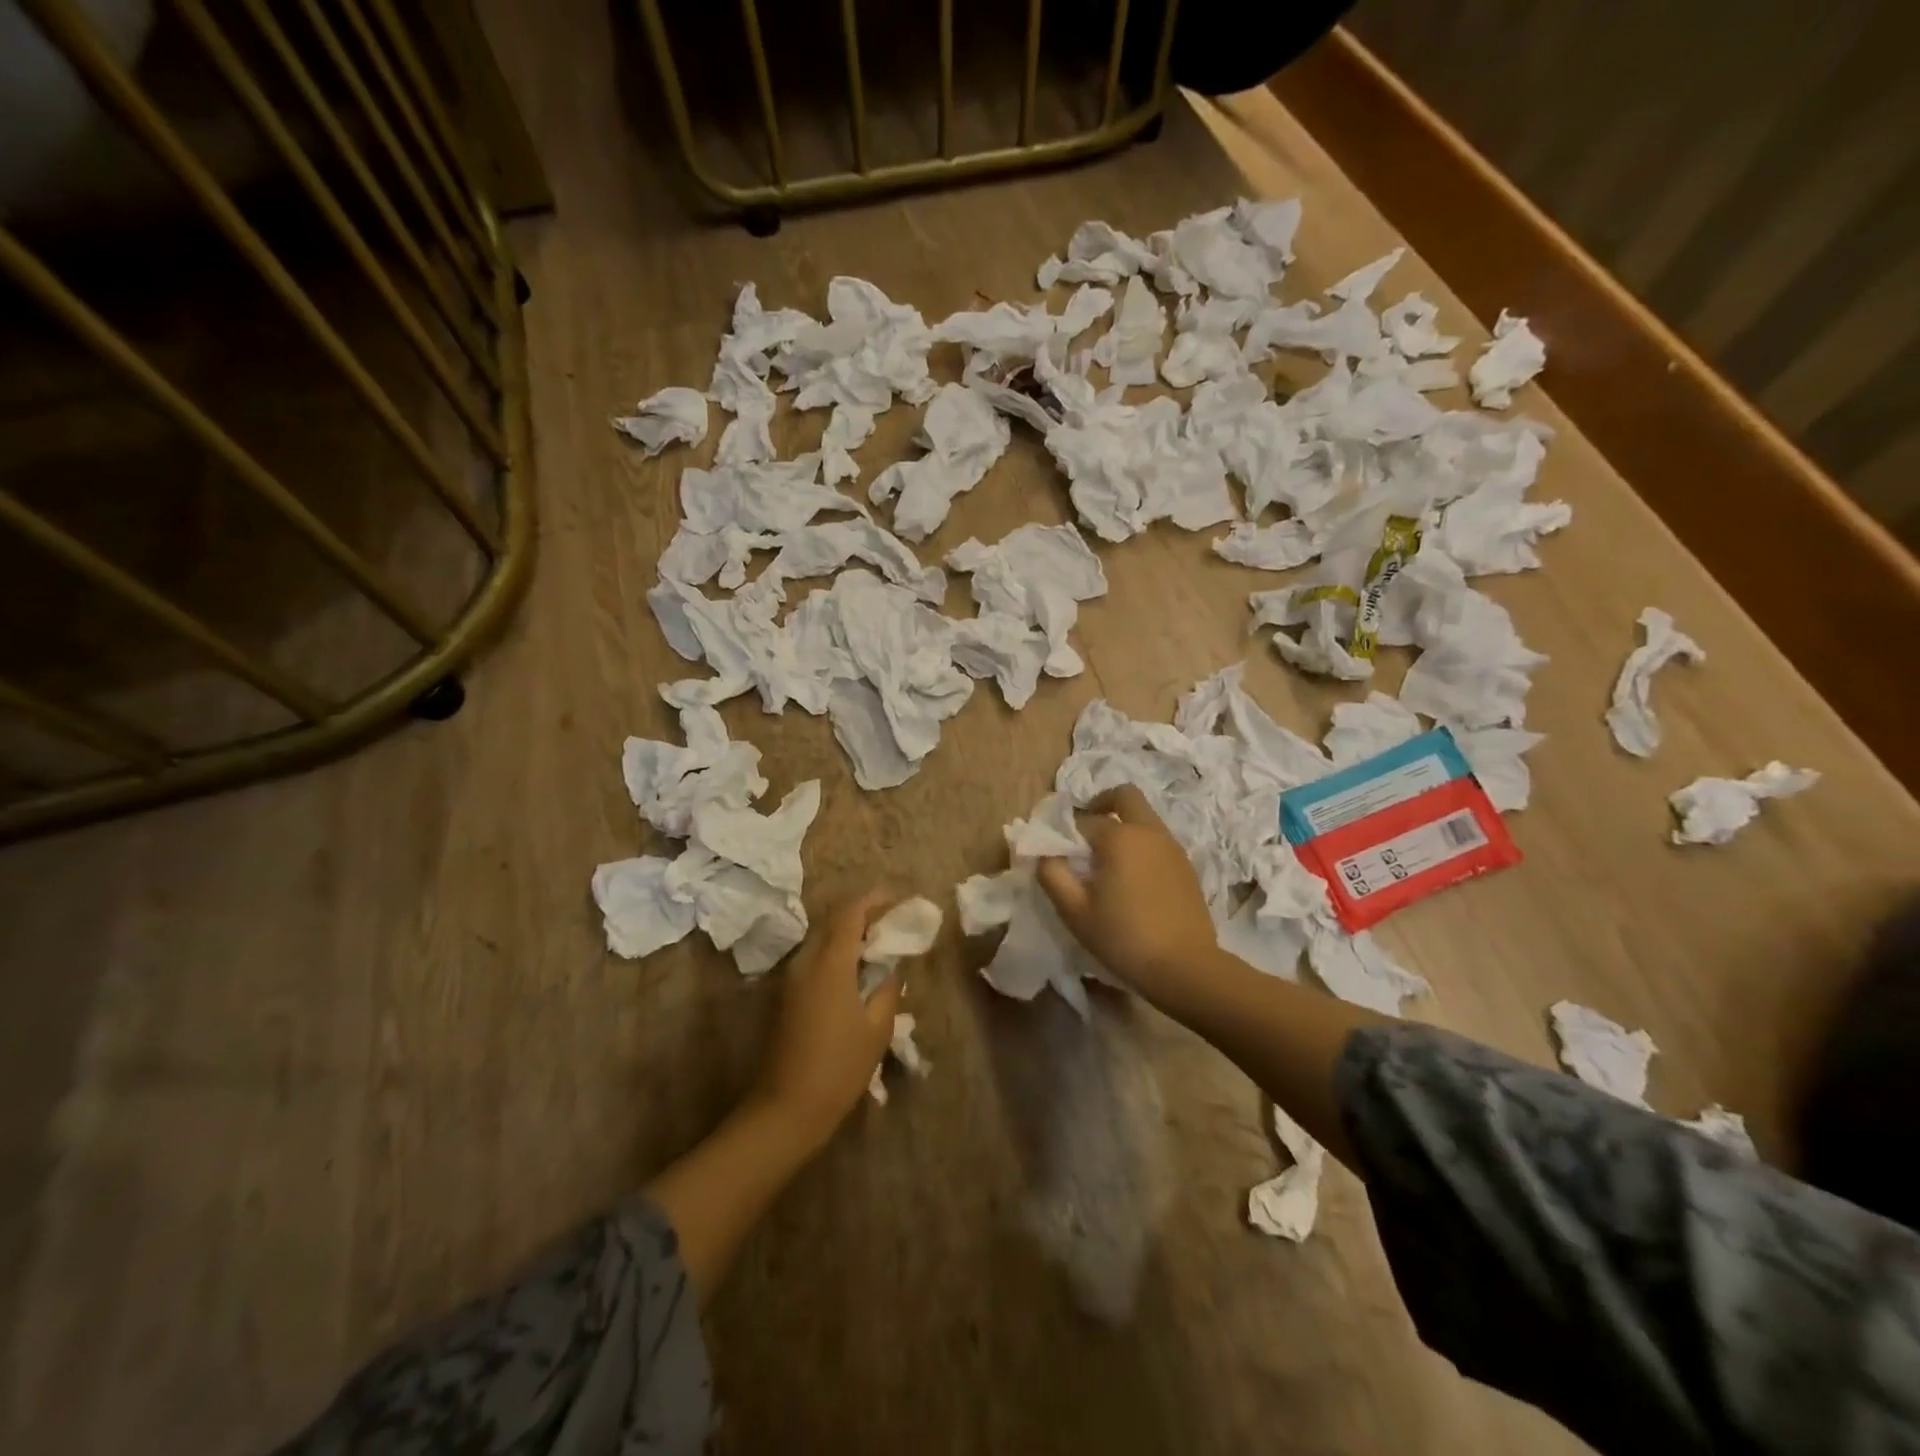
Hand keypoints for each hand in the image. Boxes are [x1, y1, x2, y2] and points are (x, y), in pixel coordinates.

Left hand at [747, 891, 900, 1150]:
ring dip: (848, 934)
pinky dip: (837, 953)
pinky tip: (857, 971)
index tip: (897, 898)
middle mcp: (807, 962)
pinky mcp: (788, 996)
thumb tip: (893, 966)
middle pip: (834, 923)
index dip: (874, 900)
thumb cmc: (839, 1067)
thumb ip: (888, 988)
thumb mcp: (877, 1028)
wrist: (787, 1108)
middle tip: (891, 922)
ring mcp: (792, 979)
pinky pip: (815, 959)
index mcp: (830, 963)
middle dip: (862, 915)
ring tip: (878, 945)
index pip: (850, 914)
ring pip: (822, 940)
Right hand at [1035, 785, 1216, 998]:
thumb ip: (1053, 875)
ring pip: (1144, 818)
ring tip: (1106, 862)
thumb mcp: (1075, 911)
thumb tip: (1045, 855)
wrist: (1186, 968)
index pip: (1083, 820)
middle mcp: (1149, 832)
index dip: (1065, 832)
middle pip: (1125, 796)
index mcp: (1119, 837)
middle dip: (1101, 804)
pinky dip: (1141, 846)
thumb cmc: (1124, 938)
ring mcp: (1172, 847)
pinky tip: (1132, 880)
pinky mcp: (1187, 867)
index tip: (1056, 852)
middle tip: (1085, 832)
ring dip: (1123, 826)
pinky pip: (1158, 841)